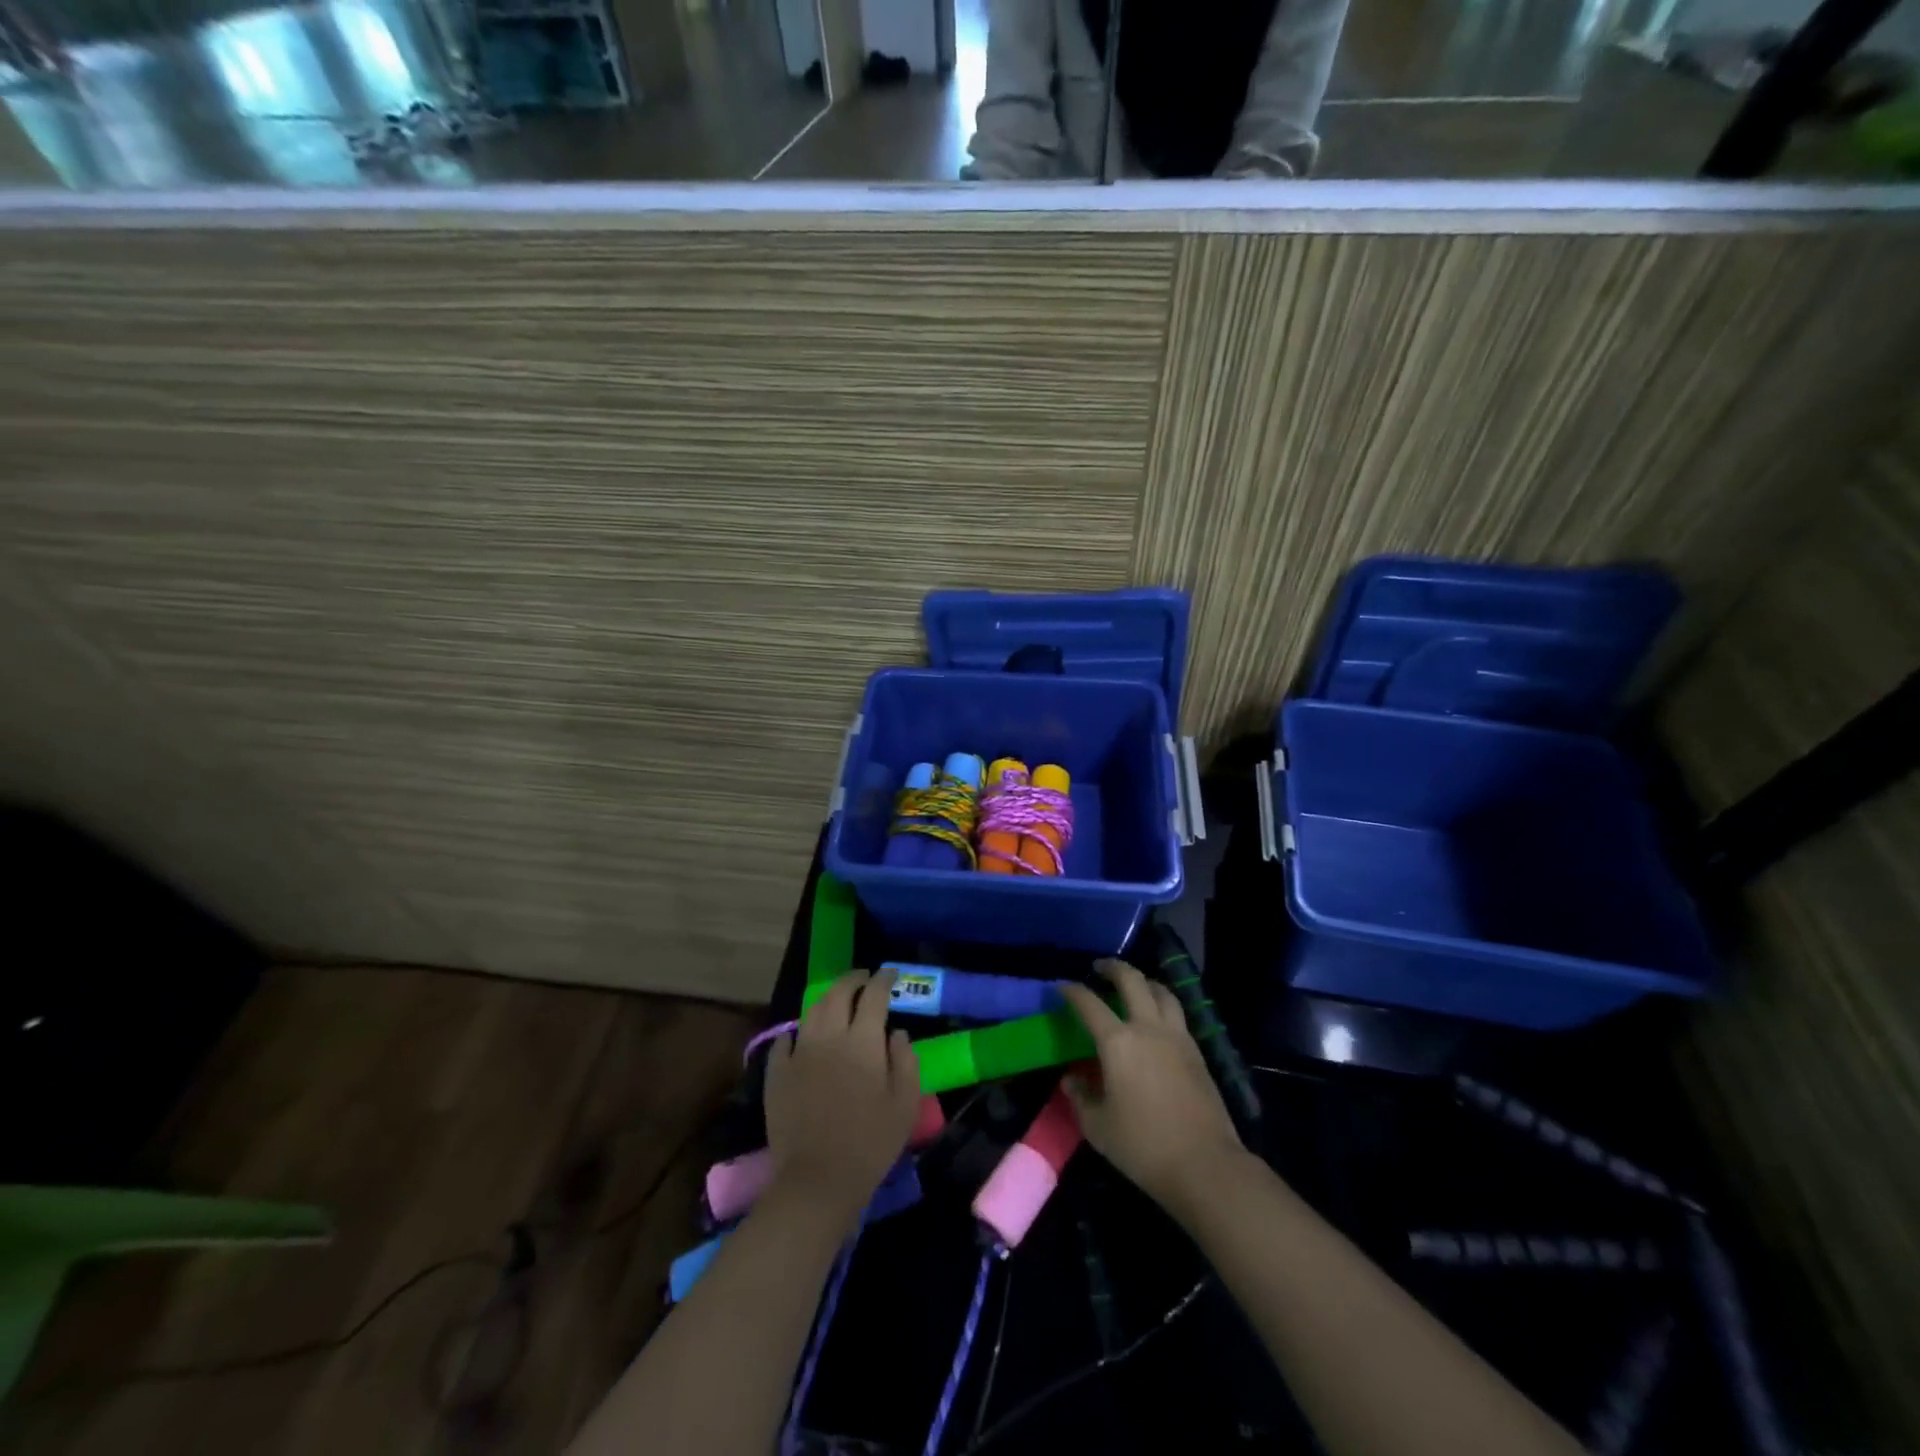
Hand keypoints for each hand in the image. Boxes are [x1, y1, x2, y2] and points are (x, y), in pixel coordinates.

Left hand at [763, 970, 921, 1228]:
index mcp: (863, 1041)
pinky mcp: (777, 1073)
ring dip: (828, 999)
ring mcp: (799, 1052)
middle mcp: (829, 1036)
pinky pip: (786, 1039)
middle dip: (854, 979)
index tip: (890, 973)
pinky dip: (799, 1030)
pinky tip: (804, 1035)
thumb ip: (905, 1061)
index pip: (874, 995)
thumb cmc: (870, 1143)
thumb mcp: (904, 1104)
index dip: (884, 979)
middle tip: (864, 978)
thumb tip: (896, 1033)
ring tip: (838, 1001)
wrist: (816, 1180)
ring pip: (812, 1010)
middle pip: (839, 993)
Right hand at [1059, 960, 1245, 1215]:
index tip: (1062, 987)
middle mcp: (1148, 1028)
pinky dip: (1162, 1005)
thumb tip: (1071, 1079)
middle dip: (1113, 968)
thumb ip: (1081, 1097)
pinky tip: (1156, 1020)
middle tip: (1100, 968)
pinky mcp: (1197, 1052)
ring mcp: (1177, 1037)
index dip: (1072, 991)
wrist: (1205, 1164)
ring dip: (1144, 982)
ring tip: (1134, 986)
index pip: (1089, 1004)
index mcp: (1118, 1042)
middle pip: (1132, 980)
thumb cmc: (1143, 1146)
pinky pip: (1177, 1014)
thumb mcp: (1098, 1127)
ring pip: (1162, 991)